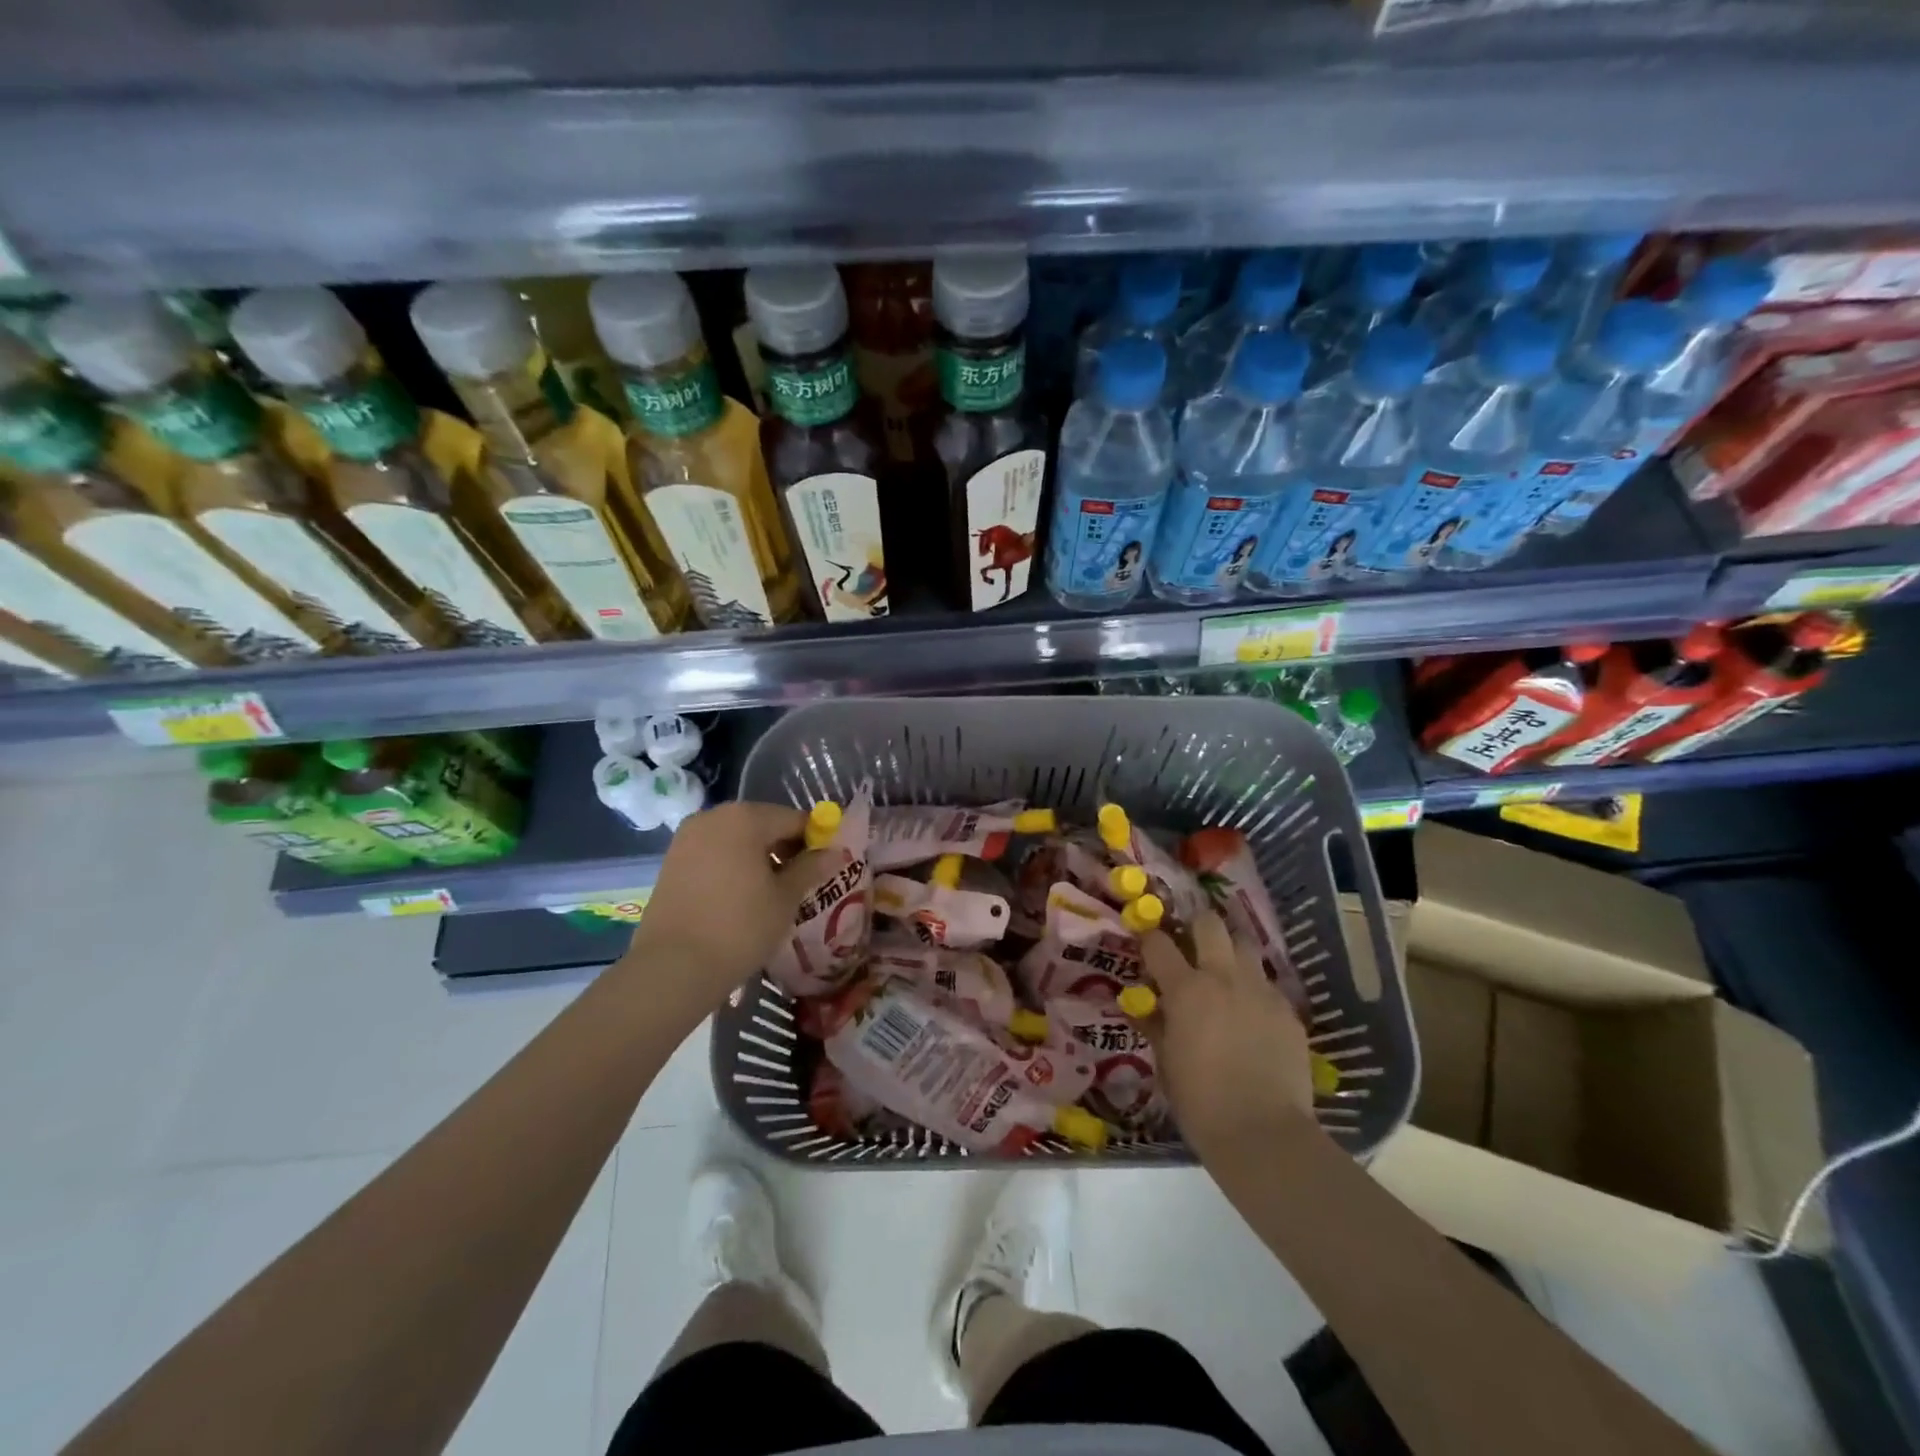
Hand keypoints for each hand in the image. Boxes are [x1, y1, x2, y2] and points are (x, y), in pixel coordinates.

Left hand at [620, 801, 825, 1016]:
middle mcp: (713, 816)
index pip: (794, 819)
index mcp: (745, 817)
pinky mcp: (672, 860)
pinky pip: (715, 853)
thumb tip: (835, 852)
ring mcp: (687, 837)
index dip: (815, 841)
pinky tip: (741, 897)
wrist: (673, 967)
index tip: (825, 867)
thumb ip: (811, 868)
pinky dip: (733, 866)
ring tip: (771, 893)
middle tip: (800, 882)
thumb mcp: (785, 898)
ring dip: (758, 857)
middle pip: (763, 824)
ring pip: (737, 839)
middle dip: (785, 848)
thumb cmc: (740, 927)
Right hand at [1138, 910, 1317, 1164]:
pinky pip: (1267, 984)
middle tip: (1191, 943)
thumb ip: (1154, 1025)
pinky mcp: (1288, 1010)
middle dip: (1197, 926)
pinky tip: (1252, 1015)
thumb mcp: (1165, 1062)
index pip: (1159, 943)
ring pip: (1245, 945)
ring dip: (1231, 951)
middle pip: (1210, 923)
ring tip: (1225, 972)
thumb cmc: (1201, 1102)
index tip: (1147, 945)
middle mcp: (1223, 978)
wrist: (1264, 1134)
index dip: (1149, 939)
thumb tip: (1142, 1007)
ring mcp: (1260, 991)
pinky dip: (1254, 989)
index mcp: (1186, 989)